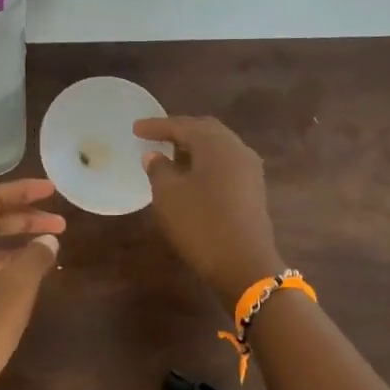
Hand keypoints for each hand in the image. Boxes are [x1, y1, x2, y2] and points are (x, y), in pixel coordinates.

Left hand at [0, 179, 65, 389]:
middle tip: (60, 223)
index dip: (22, 190)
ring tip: (49, 250)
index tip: (52, 190)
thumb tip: (47, 240)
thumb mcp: (15, 291)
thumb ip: (34, 258)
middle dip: (24, 217)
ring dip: (16, 243)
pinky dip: (6, 267)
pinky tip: (27, 283)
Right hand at [135, 116, 283, 305]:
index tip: (135, 128)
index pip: (182, 125)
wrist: (244, 264)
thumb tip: (155, 155)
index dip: (156, 126)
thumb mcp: (168, 195)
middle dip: (179, 131)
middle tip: (155, 136)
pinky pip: (225, 164)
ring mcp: (249, 169)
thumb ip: (158, 169)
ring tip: (171, 155)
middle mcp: (236, 149)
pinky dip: (206, 163)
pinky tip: (192, 176)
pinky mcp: (253, 189)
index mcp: (215, 143)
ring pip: (218, 147)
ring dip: (194, 147)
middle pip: (205, 130)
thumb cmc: (200, 224)